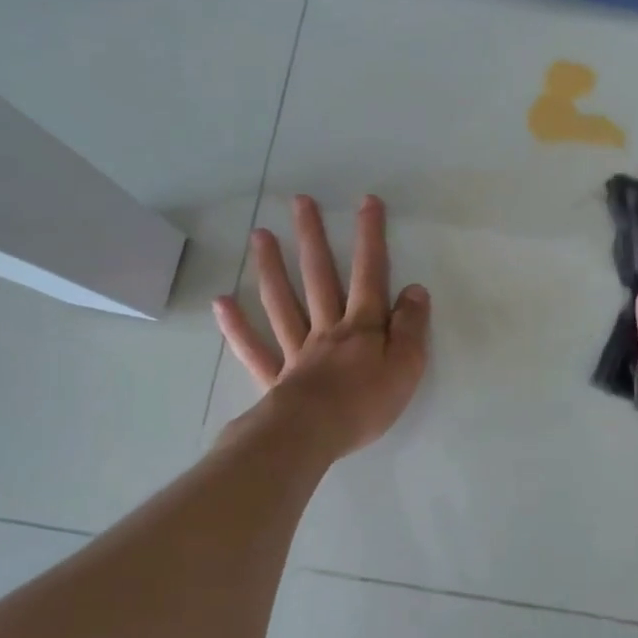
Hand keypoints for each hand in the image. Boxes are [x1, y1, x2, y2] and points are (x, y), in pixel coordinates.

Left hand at [214, 194, 430, 459]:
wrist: (313, 436)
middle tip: (300, 202)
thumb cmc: (366, 403)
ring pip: (282, 302)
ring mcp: (296, 350)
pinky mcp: (276, 377)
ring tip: (259, 235)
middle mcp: (326, 328)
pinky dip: (237, 326)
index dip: (370, 237)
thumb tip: (415, 290)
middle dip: (312, 237)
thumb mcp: (407, 366)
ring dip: (271, 267)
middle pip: (318, 276)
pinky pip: (254, 348)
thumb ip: (412, 327)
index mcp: (362, 326)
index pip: (369, 273)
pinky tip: (222, 302)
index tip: (366, 202)